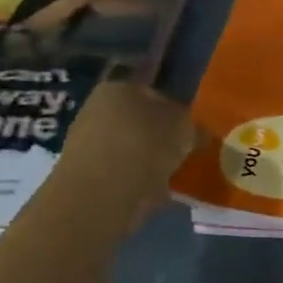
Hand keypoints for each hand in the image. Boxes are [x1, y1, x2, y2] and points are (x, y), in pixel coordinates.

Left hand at [57, 81, 198, 226]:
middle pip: (139, 120)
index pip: (154, 92)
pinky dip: (137, 180)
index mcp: (119, 87)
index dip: (177, 109)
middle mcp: (98, 108)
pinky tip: (155, 192)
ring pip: (130, 147)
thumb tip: (198, 132)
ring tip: (174, 175)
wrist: (101, 195)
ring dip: (149, 159)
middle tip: (185, 152)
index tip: (192, 129)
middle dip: (161, 136)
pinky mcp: (85, 175)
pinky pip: (122, 172)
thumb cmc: (145, 145)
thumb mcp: (184, 129)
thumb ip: (193, 126)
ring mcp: (87, 142)